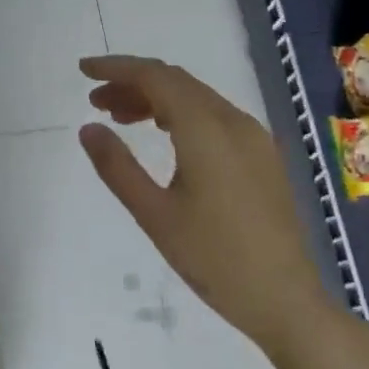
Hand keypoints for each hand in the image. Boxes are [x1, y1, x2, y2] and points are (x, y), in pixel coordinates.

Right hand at [78, 55, 334, 358]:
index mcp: (206, 131)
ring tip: (118, 119)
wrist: (285, 301)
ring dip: (155, 98)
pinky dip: (179, 115)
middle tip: (95, 101)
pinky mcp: (261, 156)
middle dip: (132, 83)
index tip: (83, 70)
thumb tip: (87, 128)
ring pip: (196, 98)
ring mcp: (254, 139)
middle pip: (177, 82)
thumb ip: (116, 166)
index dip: (117, 67)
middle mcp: (234, 123)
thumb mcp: (153, 213)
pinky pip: (213, 117)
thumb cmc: (213, 259)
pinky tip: (162, 135)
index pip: (156, 77)